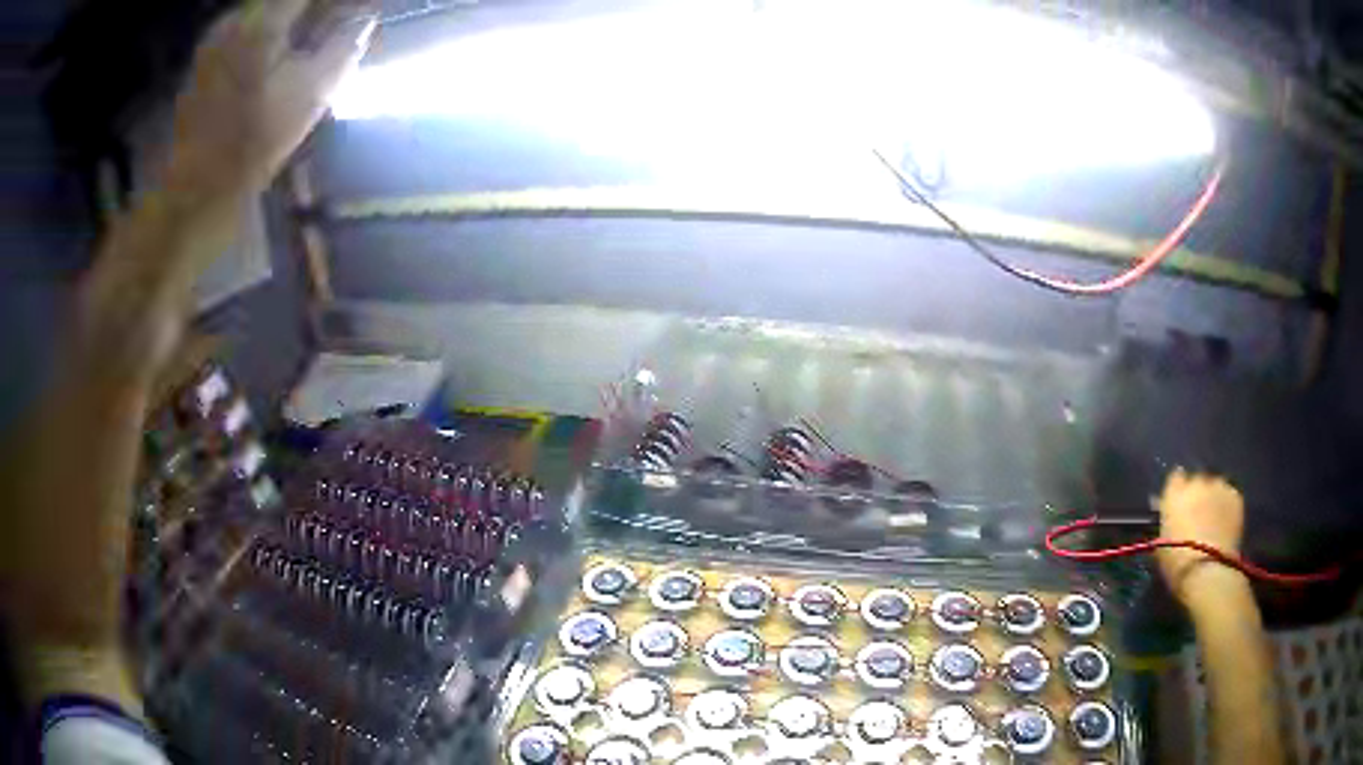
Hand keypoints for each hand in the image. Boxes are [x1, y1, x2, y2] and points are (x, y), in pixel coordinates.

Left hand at [76, 0, 376, 370]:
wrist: (189, 197)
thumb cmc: (249, 149)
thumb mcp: (309, 95)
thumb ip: (343, 46)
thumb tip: (365, 18)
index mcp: (262, 19)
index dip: (338, 3)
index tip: (358, 13)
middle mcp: (237, 17)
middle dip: (318, 8)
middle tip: (344, 23)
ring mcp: (217, 37)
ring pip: (268, 10)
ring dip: (299, 18)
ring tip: (323, 36)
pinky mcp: (208, 59)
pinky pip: (252, 28)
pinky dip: (276, 32)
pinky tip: (289, 53)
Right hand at [1156, 469, 1247, 605]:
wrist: (1208, 572)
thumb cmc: (1178, 563)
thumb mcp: (1162, 545)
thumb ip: (1166, 523)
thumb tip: (1168, 515)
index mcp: (1175, 493)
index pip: (1175, 478)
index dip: (1178, 490)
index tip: (1178, 503)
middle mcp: (1197, 481)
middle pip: (1197, 480)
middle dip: (1197, 494)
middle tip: (1197, 515)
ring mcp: (1219, 486)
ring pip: (1216, 486)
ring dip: (1213, 498)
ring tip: (1214, 519)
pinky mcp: (1236, 496)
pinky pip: (1230, 496)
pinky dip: (1227, 506)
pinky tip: (1225, 523)